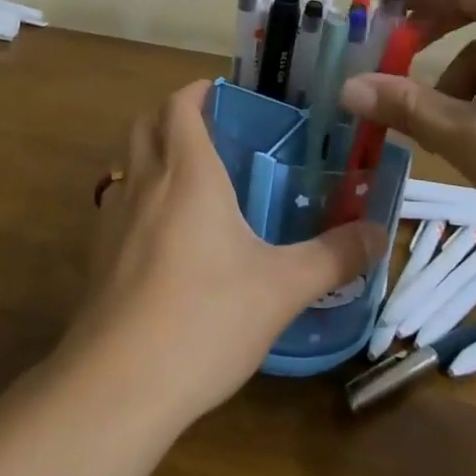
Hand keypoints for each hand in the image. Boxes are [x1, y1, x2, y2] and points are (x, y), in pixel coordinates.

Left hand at [66, 80, 384, 426]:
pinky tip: (166, 236)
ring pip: (128, 161)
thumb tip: (378, 232)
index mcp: (188, 173)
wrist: (117, 385)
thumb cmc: (205, 318)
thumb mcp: (281, 289)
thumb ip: (333, 256)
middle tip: (212, 129)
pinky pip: (119, 203)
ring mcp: (114, 218)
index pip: (181, 105)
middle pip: (146, 122)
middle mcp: (145, 182)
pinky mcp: (97, 255)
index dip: (198, 91)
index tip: (225, 94)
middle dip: (173, 114)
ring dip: (154, 152)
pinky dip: (140, 196)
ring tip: (192, 179)